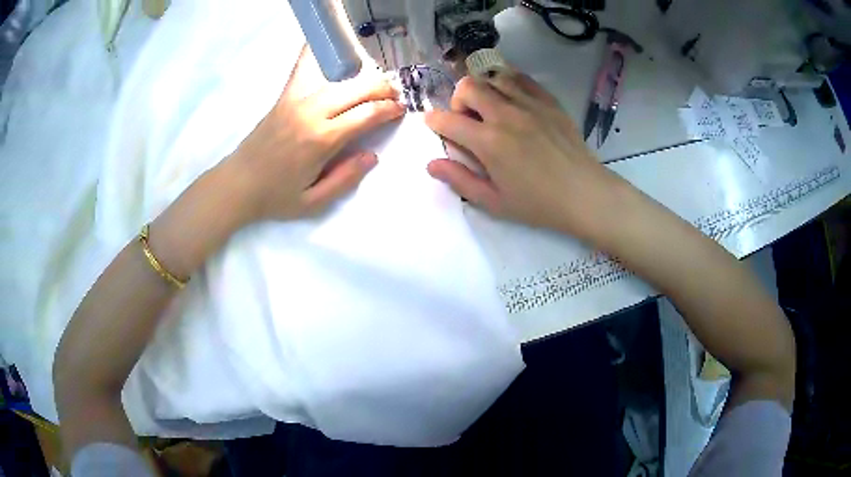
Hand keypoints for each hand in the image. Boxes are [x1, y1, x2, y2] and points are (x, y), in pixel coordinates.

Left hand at [228, 58, 403, 222]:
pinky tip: (325, 43)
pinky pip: (304, 68)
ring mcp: (296, 100)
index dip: (389, 110)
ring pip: (339, 77)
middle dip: (383, 89)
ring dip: (362, 77)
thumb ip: (345, 179)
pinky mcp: (285, 96)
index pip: (367, 114)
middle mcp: (311, 112)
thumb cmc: (275, 196)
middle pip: (358, 89)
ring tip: (373, 84)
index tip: (400, 111)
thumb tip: (372, 156)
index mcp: (321, 140)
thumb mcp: (313, 202)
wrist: (237, 184)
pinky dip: (316, 52)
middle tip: (393, 97)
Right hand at [424, 72, 622, 239]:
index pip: (448, 120)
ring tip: (490, 108)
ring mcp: (529, 104)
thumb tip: (431, 164)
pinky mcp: (548, 101)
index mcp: (488, 142)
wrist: (584, 194)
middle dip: (458, 100)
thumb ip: (460, 180)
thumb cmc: (538, 204)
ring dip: (484, 89)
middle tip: (467, 118)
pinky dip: (509, 83)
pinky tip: (512, 99)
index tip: (433, 124)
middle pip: (468, 86)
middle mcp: (505, 115)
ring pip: (493, 77)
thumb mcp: (494, 201)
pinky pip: (522, 79)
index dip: (434, 121)